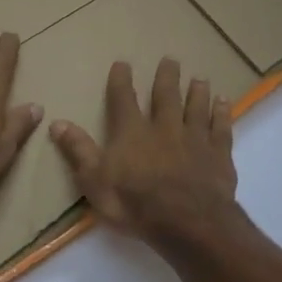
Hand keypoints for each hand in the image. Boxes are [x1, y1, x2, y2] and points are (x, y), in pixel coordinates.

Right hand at [49, 58, 238, 244]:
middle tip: (170, 60)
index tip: (123, 63)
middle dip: (166, 77)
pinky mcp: (218, 154)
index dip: (121, 81)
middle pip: (165, 96)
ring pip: (196, 108)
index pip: (123, 99)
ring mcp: (194, 139)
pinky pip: (221, 128)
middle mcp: (164, 127)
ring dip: (197, 92)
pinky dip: (222, 114)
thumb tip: (56, 122)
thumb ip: (78, 150)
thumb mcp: (95, 181)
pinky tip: (225, 103)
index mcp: (132, 132)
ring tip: (200, 78)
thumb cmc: (135, 203)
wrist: (187, 221)